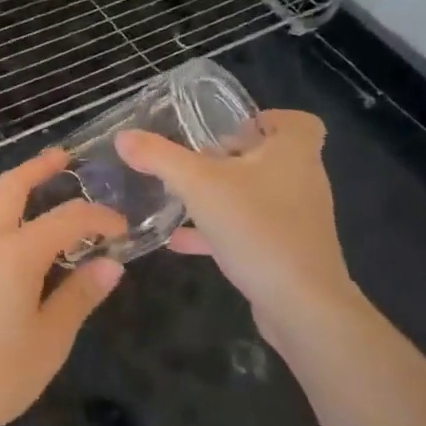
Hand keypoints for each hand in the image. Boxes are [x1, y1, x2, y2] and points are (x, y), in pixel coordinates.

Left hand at [0, 149, 126, 425]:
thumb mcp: (49, 341)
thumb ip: (79, 297)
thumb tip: (111, 264)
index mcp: (17, 252)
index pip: (68, 218)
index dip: (99, 217)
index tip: (123, 228)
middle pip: (12, 186)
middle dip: (39, 167)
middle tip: (65, 158)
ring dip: (19, 191)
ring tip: (45, 196)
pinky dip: (6, 217)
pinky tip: (18, 243)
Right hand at [115, 110, 358, 352]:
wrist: (302, 307)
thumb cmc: (257, 228)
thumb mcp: (198, 185)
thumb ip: (160, 157)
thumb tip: (124, 136)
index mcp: (294, 152)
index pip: (298, 121)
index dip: (267, 118)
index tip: (232, 127)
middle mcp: (302, 180)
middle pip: (270, 156)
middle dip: (231, 156)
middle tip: (195, 159)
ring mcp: (297, 220)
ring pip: (258, 194)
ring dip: (223, 193)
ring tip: (183, 196)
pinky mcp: (288, 252)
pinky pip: (251, 230)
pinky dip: (219, 230)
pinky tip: (180, 241)